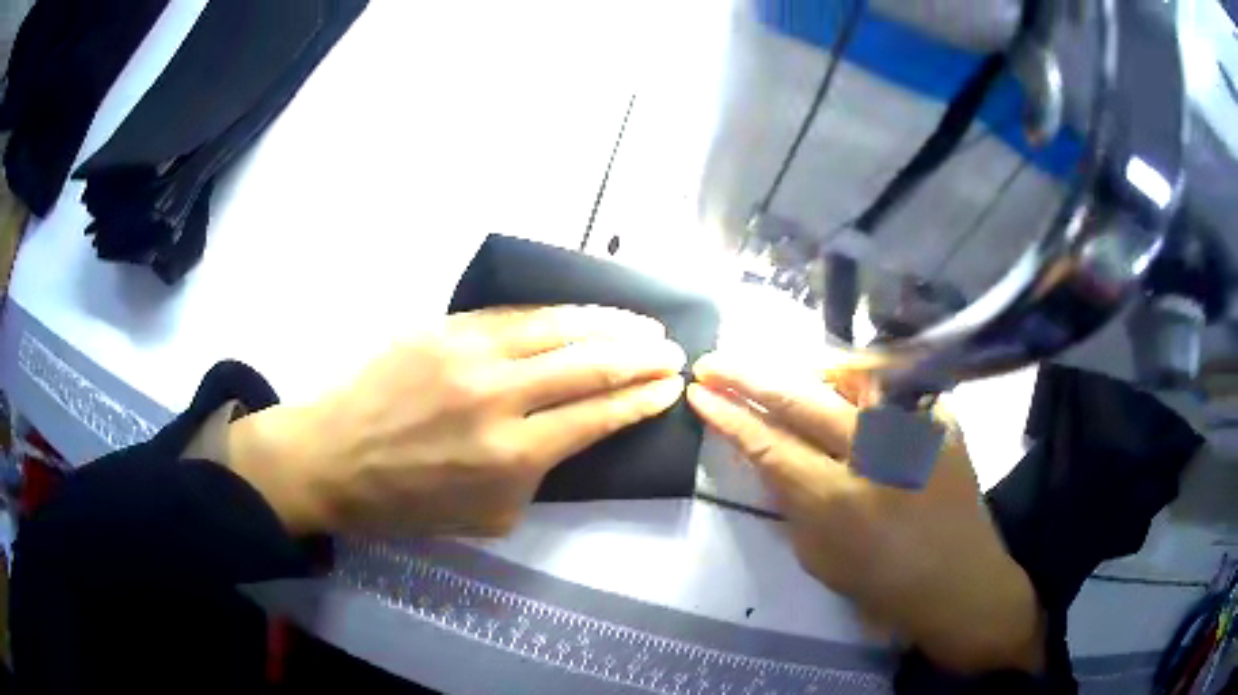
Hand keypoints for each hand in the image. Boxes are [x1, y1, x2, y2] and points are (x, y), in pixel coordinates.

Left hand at [227, 306, 685, 537]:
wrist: (331, 458)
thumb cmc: (405, 502)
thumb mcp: (487, 516)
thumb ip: (537, 477)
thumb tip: (570, 435)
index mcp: (511, 456)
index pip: (598, 415)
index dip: (642, 398)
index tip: (671, 387)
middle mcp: (498, 397)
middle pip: (589, 364)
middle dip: (641, 356)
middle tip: (671, 351)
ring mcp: (468, 354)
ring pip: (557, 327)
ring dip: (609, 325)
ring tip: (643, 324)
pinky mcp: (443, 328)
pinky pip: (513, 315)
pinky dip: (558, 314)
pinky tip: (582, 314)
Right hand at [687, 353, 1044, 675]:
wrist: (961, 582)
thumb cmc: (885, 583)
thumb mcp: (819, 556)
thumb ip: (790, 500)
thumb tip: (766, 455)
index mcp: (838, 501)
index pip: (768, 444)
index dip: (728, 415)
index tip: (698, 392)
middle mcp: (877, 451)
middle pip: (800, 397)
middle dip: (748, 375)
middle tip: (713, 361)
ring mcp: (914, 426)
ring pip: (848, 371)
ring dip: (803, 367)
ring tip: (777, 371)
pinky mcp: (940, 416)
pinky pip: (889, 380)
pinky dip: (856, 377)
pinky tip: (838, 383)